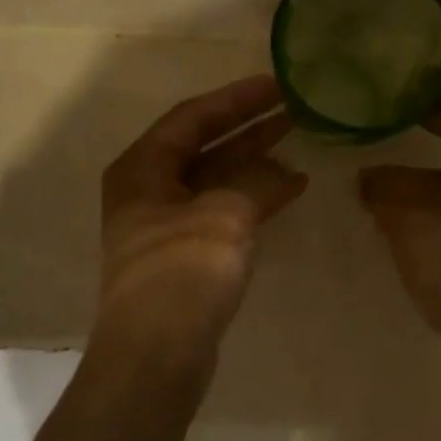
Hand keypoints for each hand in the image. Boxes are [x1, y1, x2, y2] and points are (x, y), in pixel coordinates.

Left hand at [97, 74, 307, 359]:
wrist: (155, 356)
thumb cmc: (181, 274)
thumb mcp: (224, 216)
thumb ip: (256, 182)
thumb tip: (284, 171)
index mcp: (142, 168)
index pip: (193, 117)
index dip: (236, 99)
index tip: (277, 84)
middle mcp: (147, 190)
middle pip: (203, 145)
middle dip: (248, 127)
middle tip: (293, 109)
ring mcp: (164, 226)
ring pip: (215, 179)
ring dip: (254, 162)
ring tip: (298, 143)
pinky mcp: (184, 256)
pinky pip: (222, 212)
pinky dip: (252, 199)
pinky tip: (289, 191)